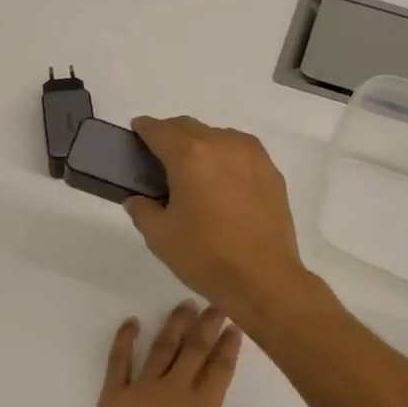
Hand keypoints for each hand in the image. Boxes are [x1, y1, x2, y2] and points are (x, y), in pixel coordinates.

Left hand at [71, 303, 270, 406]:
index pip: (219, 369)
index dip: (228, 346)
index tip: (235, 326)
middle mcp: (172, 392)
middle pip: (194, 349)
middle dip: (207, 324)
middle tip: (216, 304)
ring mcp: (139, 391)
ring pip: (161, 347)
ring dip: (174, 324)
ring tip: (185, 305)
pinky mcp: (112, 398)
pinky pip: (118, 361)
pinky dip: (125, 339)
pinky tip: (131, 323)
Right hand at [125, 117, 315, 324]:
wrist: (264, 279)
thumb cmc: (206, 256)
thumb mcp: (160, 237)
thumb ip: (142, 210)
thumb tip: (138, 200)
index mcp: (190, 156)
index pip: (160, 131)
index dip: (144, 128)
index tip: (137, 130)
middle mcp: (222, 144)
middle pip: (189, 127)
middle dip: (170, 133)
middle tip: (158, 153)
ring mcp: (252, 156)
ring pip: (218, 135)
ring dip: (200, 142)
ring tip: (192, 168)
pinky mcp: (271, 171)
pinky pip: (241, 151)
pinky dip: (225, 156)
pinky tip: (221, 179)